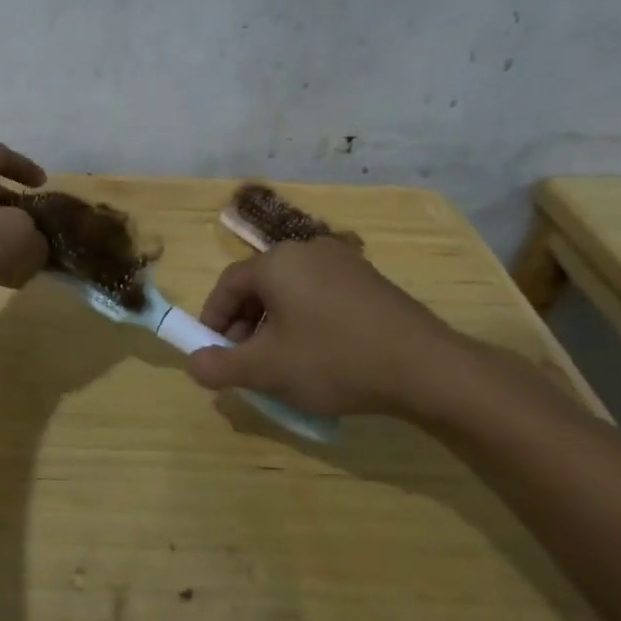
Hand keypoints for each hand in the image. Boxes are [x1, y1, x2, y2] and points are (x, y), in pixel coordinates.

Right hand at [186, 237, 476, 418]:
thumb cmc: (333, 360)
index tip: (211, 352)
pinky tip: (317, 354)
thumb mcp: (265, 370)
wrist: (426, 368)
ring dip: (273, 325)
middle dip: (243, 325)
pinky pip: (320, 296)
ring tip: (279, 363)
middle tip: (243, 362)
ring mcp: (345, 263)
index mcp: (277, 262)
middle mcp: (308, 250)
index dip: (212, 320)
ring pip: (290, 292)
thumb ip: (219, 366)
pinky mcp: (371, 281)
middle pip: (259, 286)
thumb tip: (194, 364)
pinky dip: (305, 321)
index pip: (227, 285)